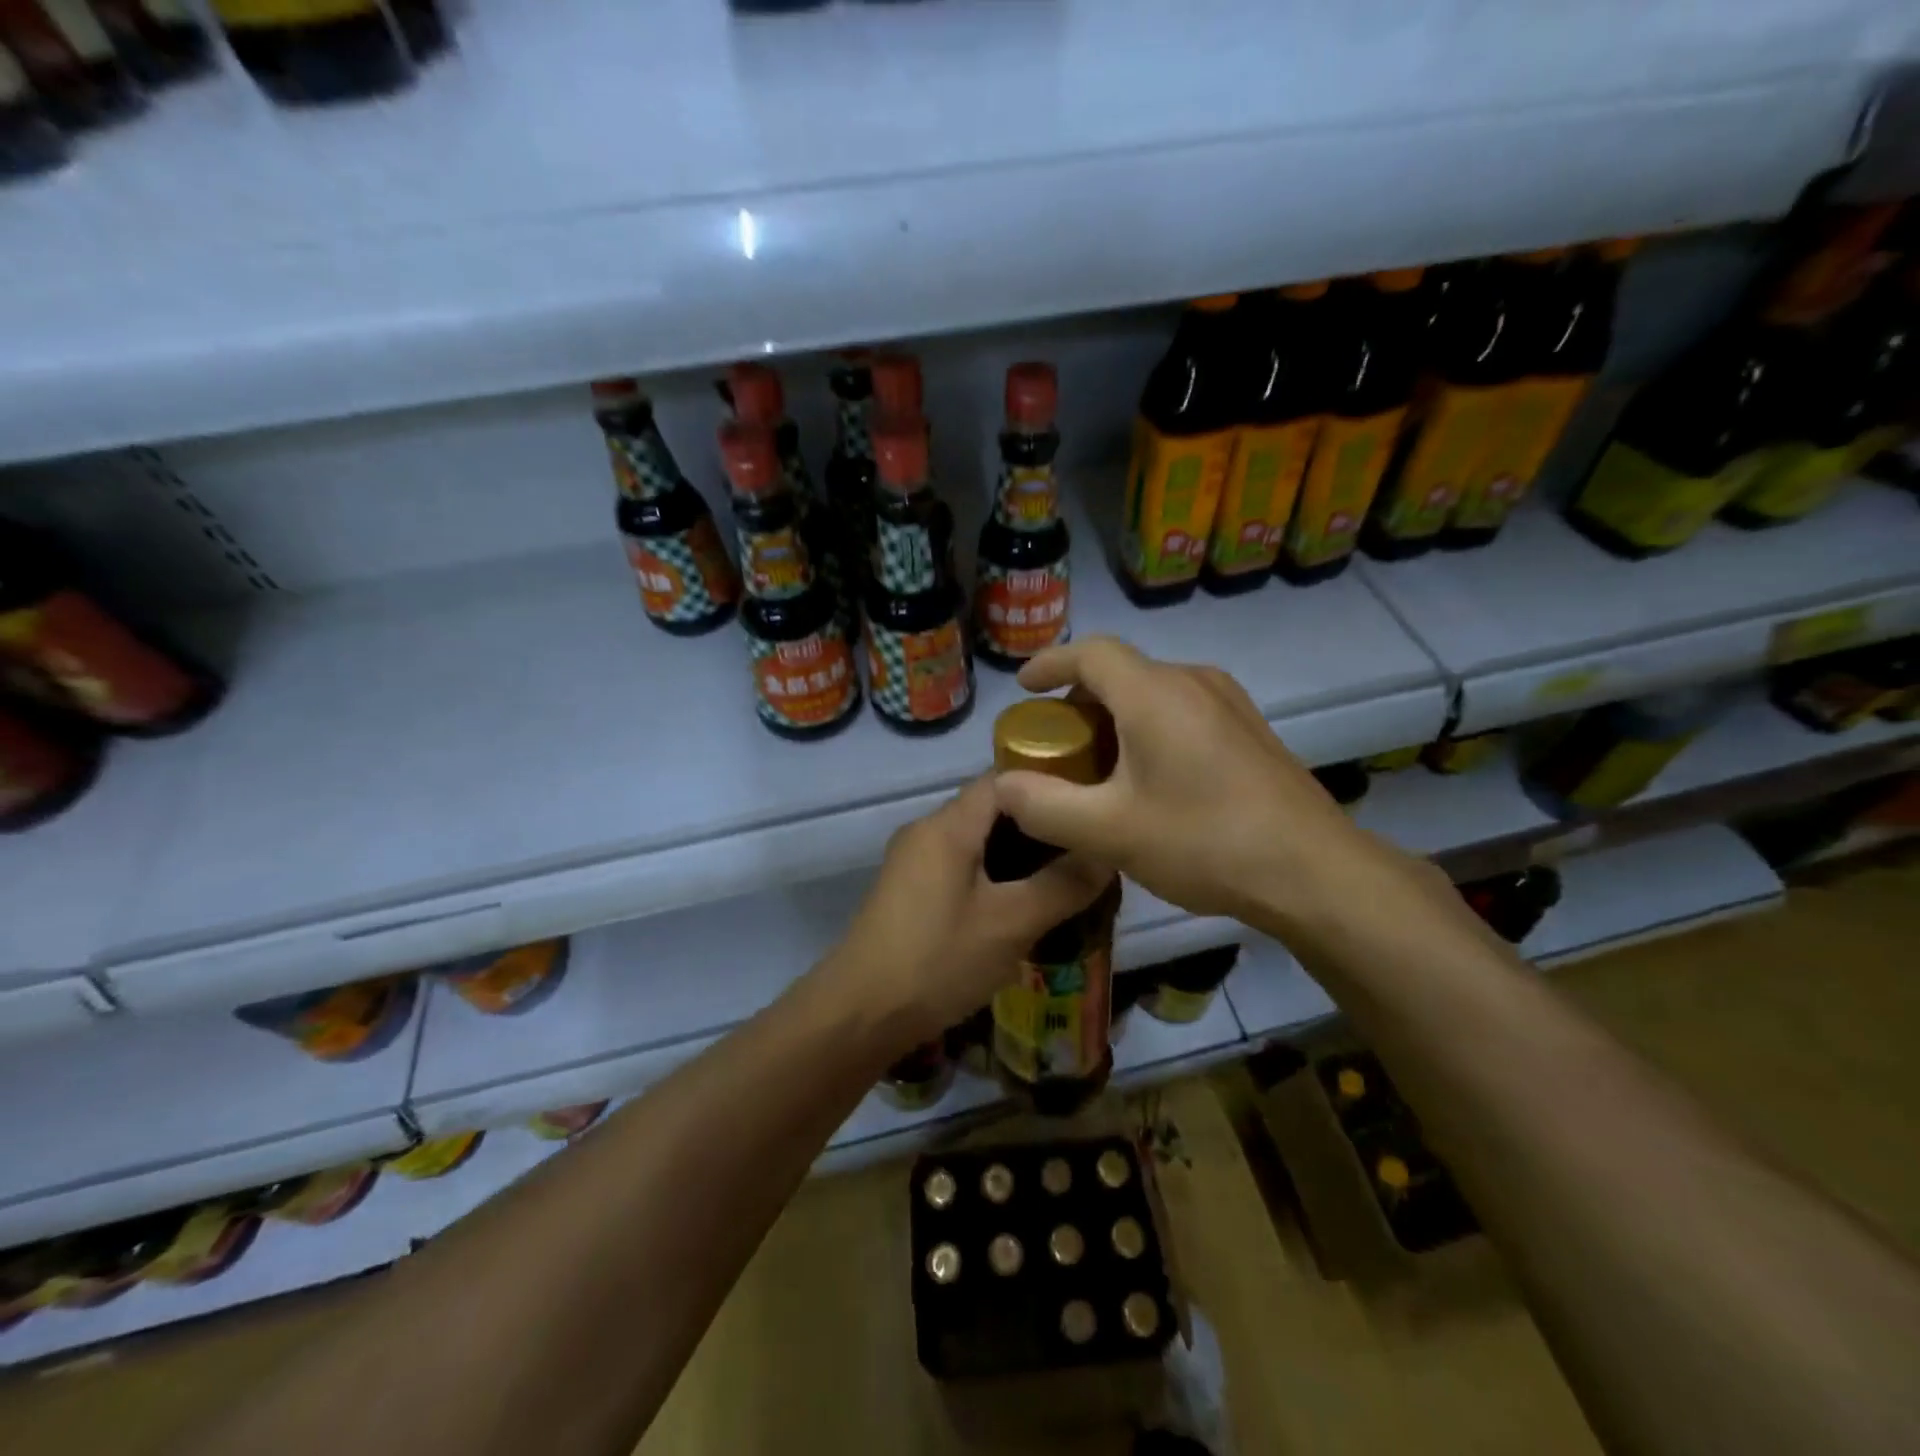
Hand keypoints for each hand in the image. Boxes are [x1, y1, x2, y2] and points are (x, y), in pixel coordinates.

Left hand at [820, 776, 1110, 1049]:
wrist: (859, 1013)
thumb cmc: (938, 960)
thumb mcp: (1011, 924)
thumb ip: (1063, 885)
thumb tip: (1107, 853)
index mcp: (948, 825)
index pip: (1004, 778)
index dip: (1049, 784)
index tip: (1090, 806)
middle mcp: (926, 830)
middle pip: (990, 808)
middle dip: (1038, 825)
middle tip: (1086, 847)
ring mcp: (912, 861)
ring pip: (975, 840)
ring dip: (1016, 854)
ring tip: (1063, 876)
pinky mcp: (907, 890)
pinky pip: (959, 865)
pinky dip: (992, 874)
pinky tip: (1020, 904)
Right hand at [990, 637, 1421, 943]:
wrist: (1314, 872)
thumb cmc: (1204, 842)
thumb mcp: (1109, 831)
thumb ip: (1044, 806)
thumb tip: (1002, 787)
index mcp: (1155, 693)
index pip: (1090, 652)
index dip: (1049, 663)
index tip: (1023, 686)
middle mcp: (1193, 682)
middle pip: (1120, 673)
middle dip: (1078, 702)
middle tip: (1055, 745)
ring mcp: (1229, 703)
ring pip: (1152, 693)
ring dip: (1114, 717)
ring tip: (1097, 766)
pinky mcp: (1249, 729)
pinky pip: (1182, 711)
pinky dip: (1148, 729)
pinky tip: (1149, 779)